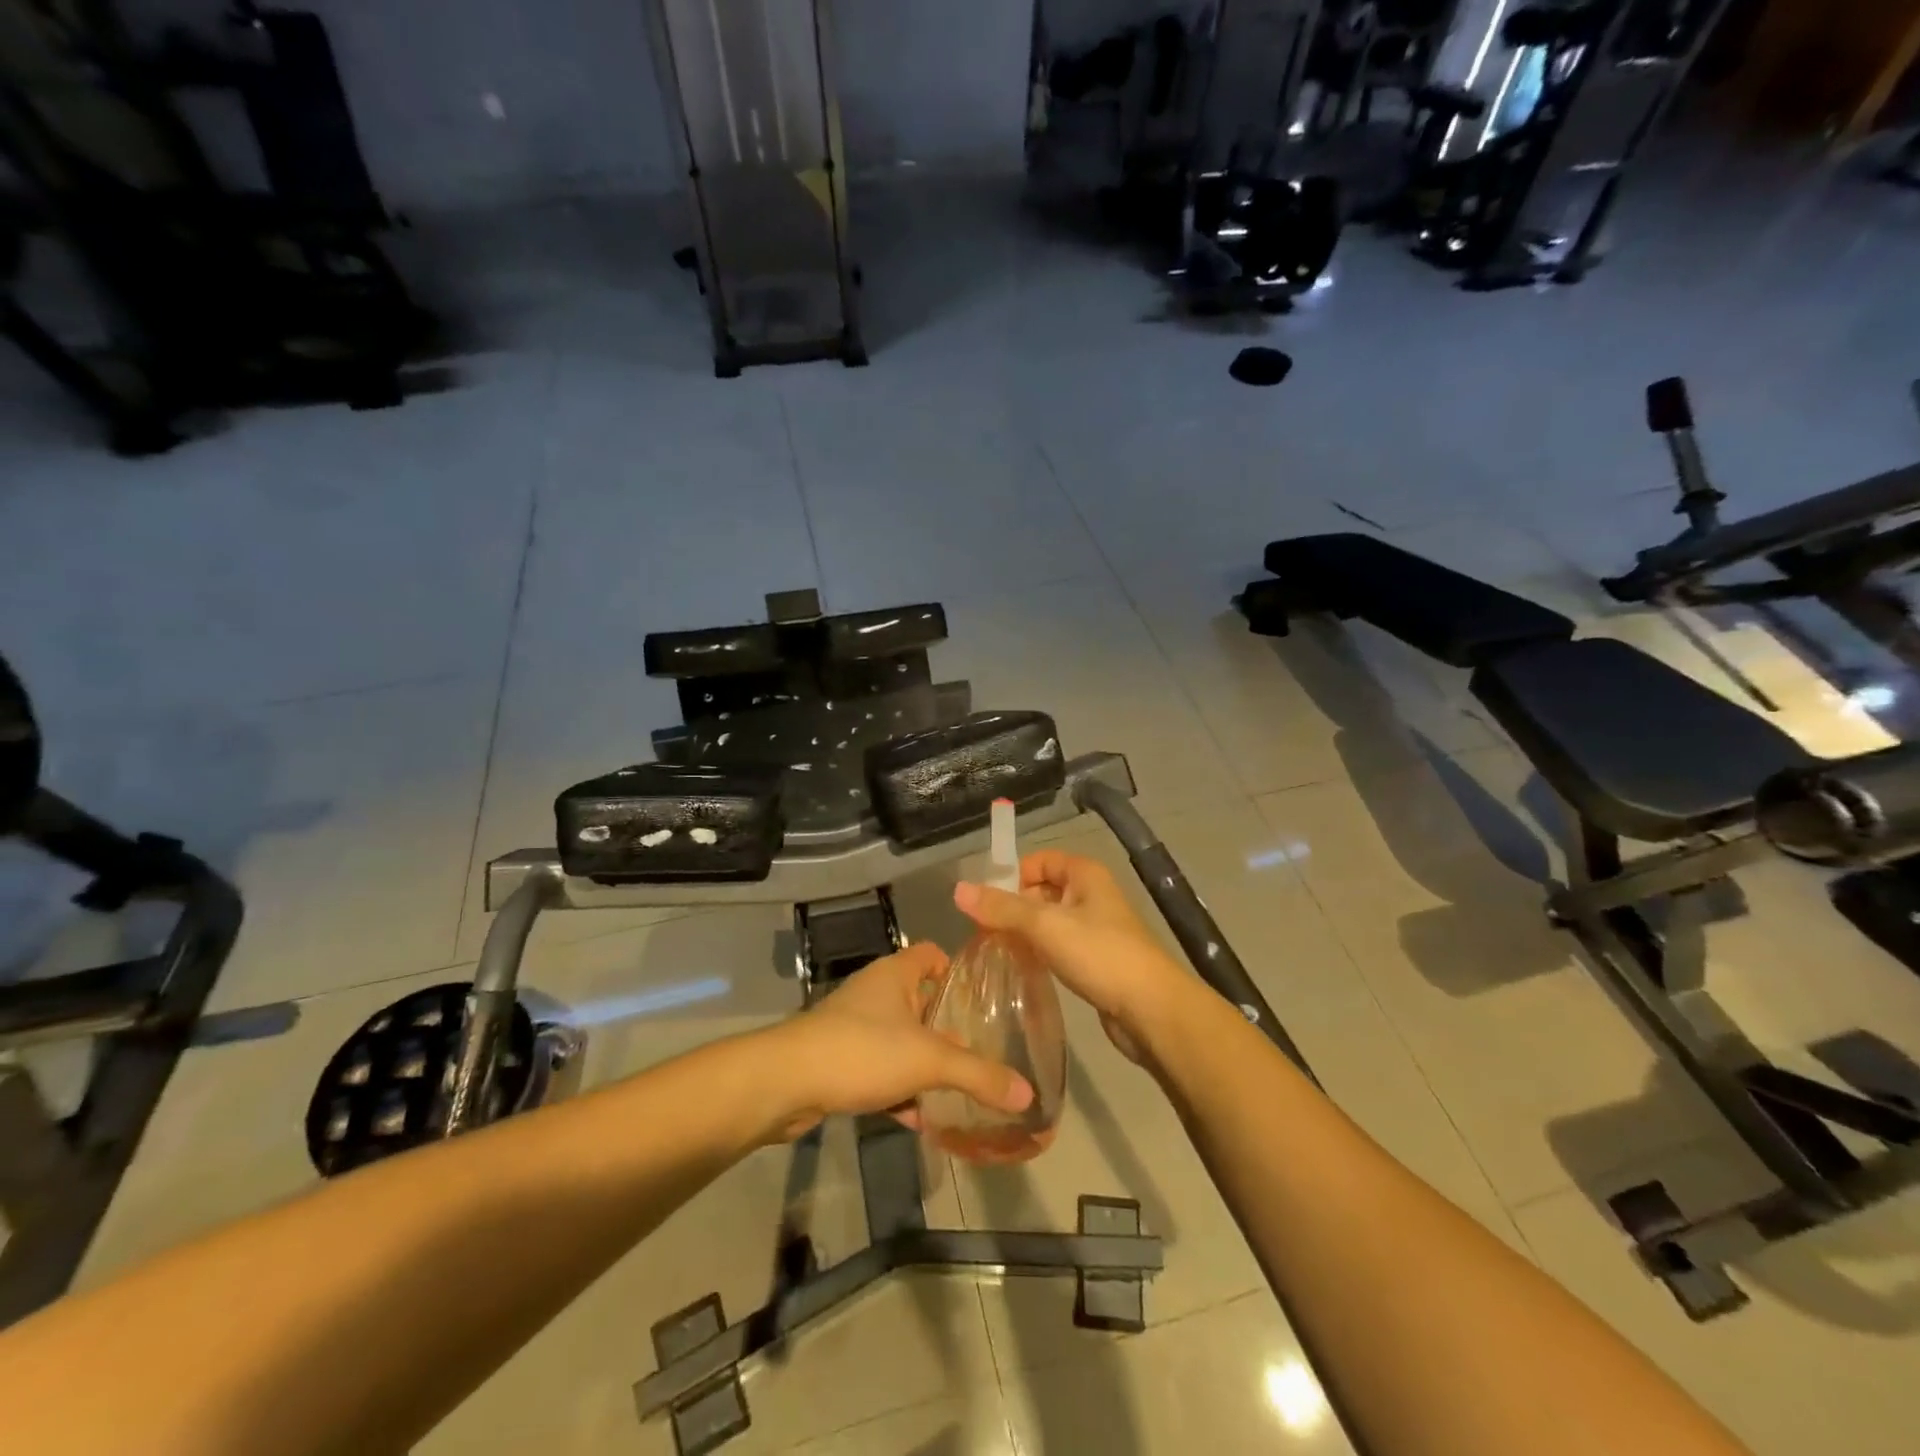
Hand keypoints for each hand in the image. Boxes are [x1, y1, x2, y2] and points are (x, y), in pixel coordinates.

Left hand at [756, 941, 1033, 1142]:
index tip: (985, 999)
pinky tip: (920, 1118)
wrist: (786, 1082)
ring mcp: (854, 1026)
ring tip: (958, 1090)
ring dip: (924, 1064)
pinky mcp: (839, 1059)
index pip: (933, 954)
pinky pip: (880, 1069)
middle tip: (982, 1051)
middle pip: (921, 1001)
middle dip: (948, 1028)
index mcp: (896, 974)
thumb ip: (979, 1075)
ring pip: (900, 1039)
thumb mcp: (929, 1062)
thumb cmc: (862, 1050)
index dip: (958, 971)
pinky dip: (899, 1089)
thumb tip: (1029, 1093)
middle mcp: (875, 992)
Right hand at [954, 850, 1188, 1062]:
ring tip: (996, 952)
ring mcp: (1095, 929)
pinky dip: (1039, 953)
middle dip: (1012, 907)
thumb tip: (958, 889)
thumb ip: (1002, 908)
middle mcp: (1091, 895)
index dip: (1012, 876)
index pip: (1039, 860)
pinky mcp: (1095, 960)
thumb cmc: (1100, 955)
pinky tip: (1021, 970)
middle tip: (984, 932)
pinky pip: (1058, 946)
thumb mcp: (1046, 926)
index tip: (987, 903)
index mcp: (1085, 874)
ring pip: (1048, 921)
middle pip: (1041, 890)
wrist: (1151, 1010)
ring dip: (1023, 933)